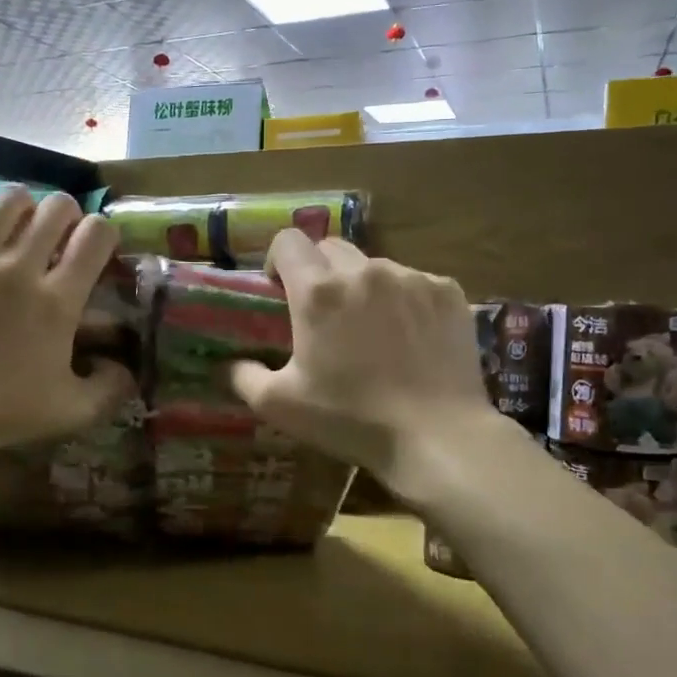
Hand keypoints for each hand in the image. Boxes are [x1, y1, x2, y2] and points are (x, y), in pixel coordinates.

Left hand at [0, 186, 134, 476]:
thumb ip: (112, 387)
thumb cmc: (3, 411)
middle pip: (57, 207)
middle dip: (68, 216)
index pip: (97, 234)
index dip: (104, 233)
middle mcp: (19, 267)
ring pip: (9, 200)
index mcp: (58, 300)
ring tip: (19, 226)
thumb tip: (129, 365)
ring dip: (24, 207)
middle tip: (59, 238)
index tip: (96, 249)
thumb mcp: (73, 410)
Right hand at [229, 231, 495, 499]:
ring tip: (371, 330)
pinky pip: (415, 281)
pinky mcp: (447, 292)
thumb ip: (243, 377)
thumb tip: (228, 364)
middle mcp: (364, 271)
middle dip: (319, 271)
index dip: (277, 260)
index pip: (287, 241)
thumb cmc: (351, 419)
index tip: (280, 290)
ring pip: (374, 265)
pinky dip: (404, 300)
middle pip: (330, 247)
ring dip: (363, 287)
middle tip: (323, 313)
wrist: (436, 435)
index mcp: (318, 292)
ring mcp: (411, 277)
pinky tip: (410, 338)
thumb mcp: (280, 405)